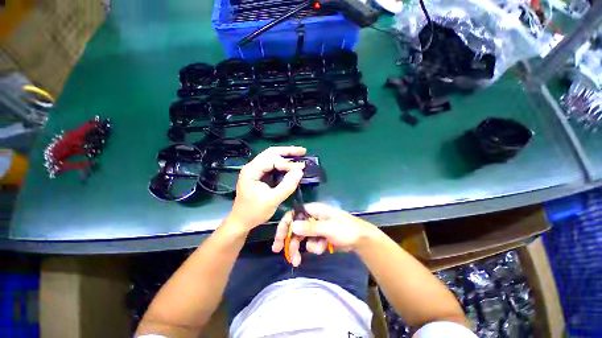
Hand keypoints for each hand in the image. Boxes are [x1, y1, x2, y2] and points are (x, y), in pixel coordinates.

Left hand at [226, 146, 306, 231]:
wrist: (241, 221)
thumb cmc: (254, 212)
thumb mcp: (272, 200)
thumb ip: (287, 186)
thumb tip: (300, 172)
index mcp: (251, 171)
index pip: (271, 160)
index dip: (287, 163)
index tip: (301, 167)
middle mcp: (252, 167)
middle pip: (271, 153)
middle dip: (287, 152)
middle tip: (303, 151)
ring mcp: (255, 170)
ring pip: (272, 157)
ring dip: (285, 156)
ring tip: (299, 155)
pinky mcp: (259, 175)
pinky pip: (272, 165)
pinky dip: (282, 164)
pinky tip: (291, 165)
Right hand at [272, 203, 373, 265]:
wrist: (360, 239)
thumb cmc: (346, 229)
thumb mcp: (328, 228)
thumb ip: (310, 228)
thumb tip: (292, 227)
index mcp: (313, 210)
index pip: (294, 214)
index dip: (285, 224)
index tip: (278, 238)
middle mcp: (312, 218)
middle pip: (295, 227)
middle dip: (288, 240)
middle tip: (280, 252)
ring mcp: (316, 228)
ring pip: (301, 237)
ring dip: (300, 248)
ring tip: (298, 260)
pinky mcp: (319, 237)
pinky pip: (311, 243)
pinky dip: (314, 248)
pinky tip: (324, 248)